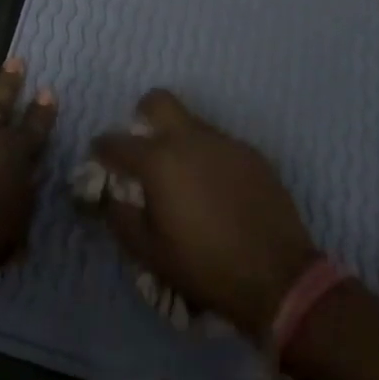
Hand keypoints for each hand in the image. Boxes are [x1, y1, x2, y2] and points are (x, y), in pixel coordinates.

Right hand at [92, 90, 318, 337]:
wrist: (279, 278)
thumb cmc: (205, 266)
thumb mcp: (150, 253)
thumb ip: (120, 218)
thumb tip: (108, 196)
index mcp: (158, 161)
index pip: (116, 142)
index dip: (102, 149)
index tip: (99, 158)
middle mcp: (189, 139)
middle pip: (158, 101)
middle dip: (143, 115)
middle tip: (144, 146)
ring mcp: (224, 143)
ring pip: (192, 123)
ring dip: (179, 140)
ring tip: (184, 178)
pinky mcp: (251, 154)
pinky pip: (219, 145)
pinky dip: (209, 158)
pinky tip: (216, 190)